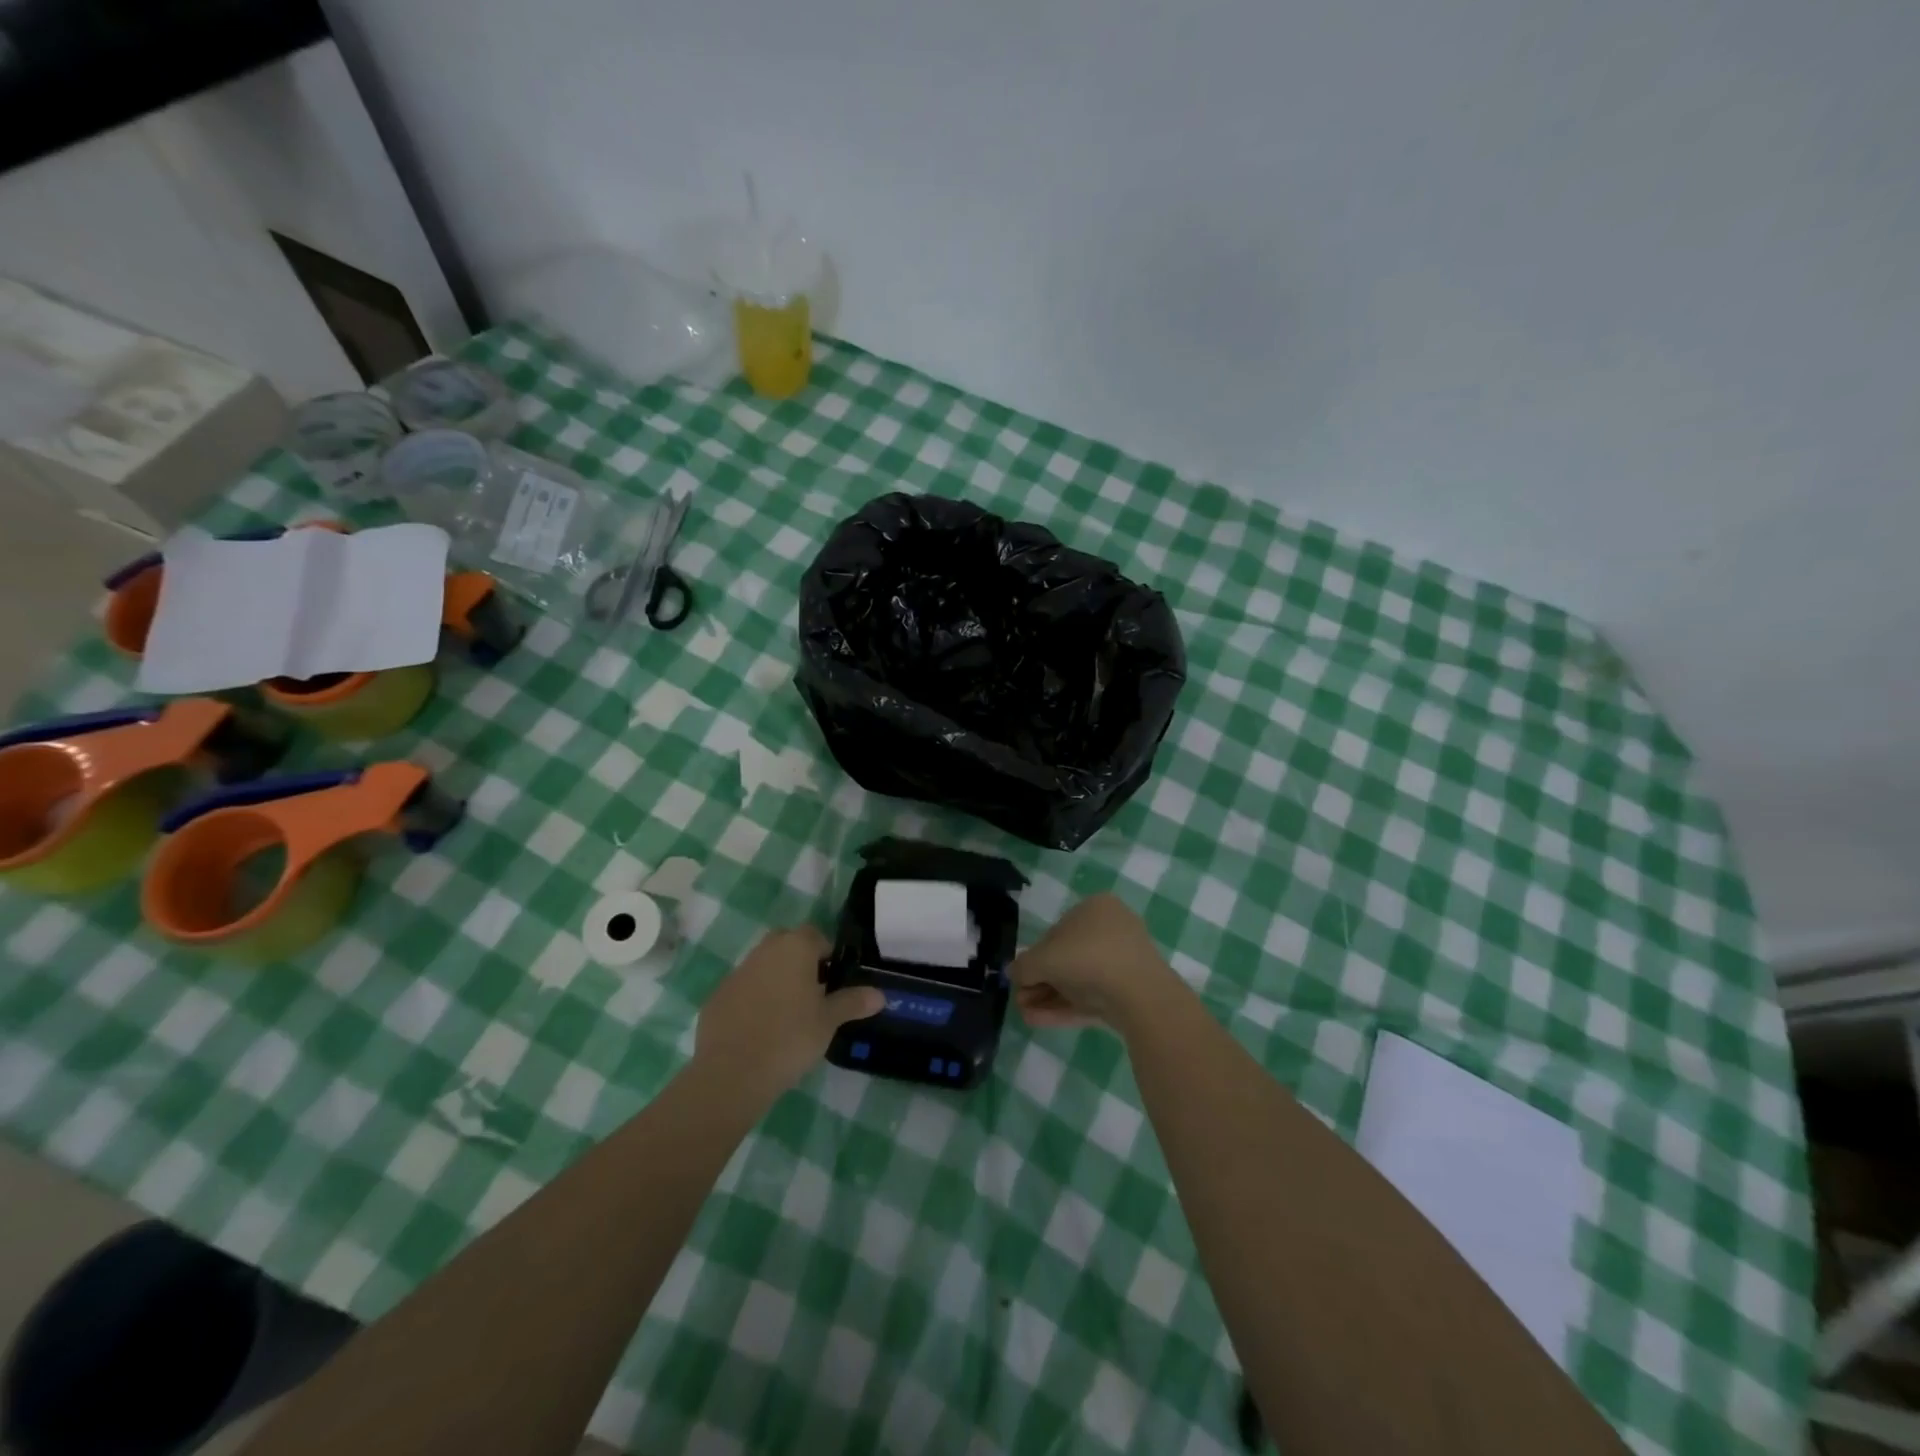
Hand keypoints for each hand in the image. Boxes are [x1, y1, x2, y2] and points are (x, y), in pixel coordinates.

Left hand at [693, 926, 884, 1092]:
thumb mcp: (828, 1021)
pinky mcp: (717, 995)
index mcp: (795, 947)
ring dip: (776, 980)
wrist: (731, 1073)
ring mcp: (737, 972)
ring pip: (764, 965)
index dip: (828, 956)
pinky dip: (754, 1000)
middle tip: (814, 995)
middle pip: (788, 945)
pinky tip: (760, 1029)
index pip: (817, 936)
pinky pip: (744, 989)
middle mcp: (765, 950)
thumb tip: (880, 994)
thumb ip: (853, 1002)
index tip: (834, 983)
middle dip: (801, 962)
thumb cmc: (790, 1038)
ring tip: (788, 1015)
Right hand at [1011, 893, 1177, 1030]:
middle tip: (1021, 1000)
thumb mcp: (1043, 959)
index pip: (1056, 932)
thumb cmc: (1087, 959)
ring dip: (1049, 997)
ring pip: (1079, 981)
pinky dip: (1066, 1007)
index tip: (1021, 978)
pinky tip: (1040, 1021)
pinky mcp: (1130, 991)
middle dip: (1040, 982)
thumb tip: (1013, 973)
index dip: (1035, 957)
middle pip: (1067, 958)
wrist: (1140, 995)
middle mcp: (1112, 929)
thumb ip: (1023, 966)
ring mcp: (1124, 962)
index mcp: (1095, 908)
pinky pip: (1093, 996)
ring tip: (1026, 1016)